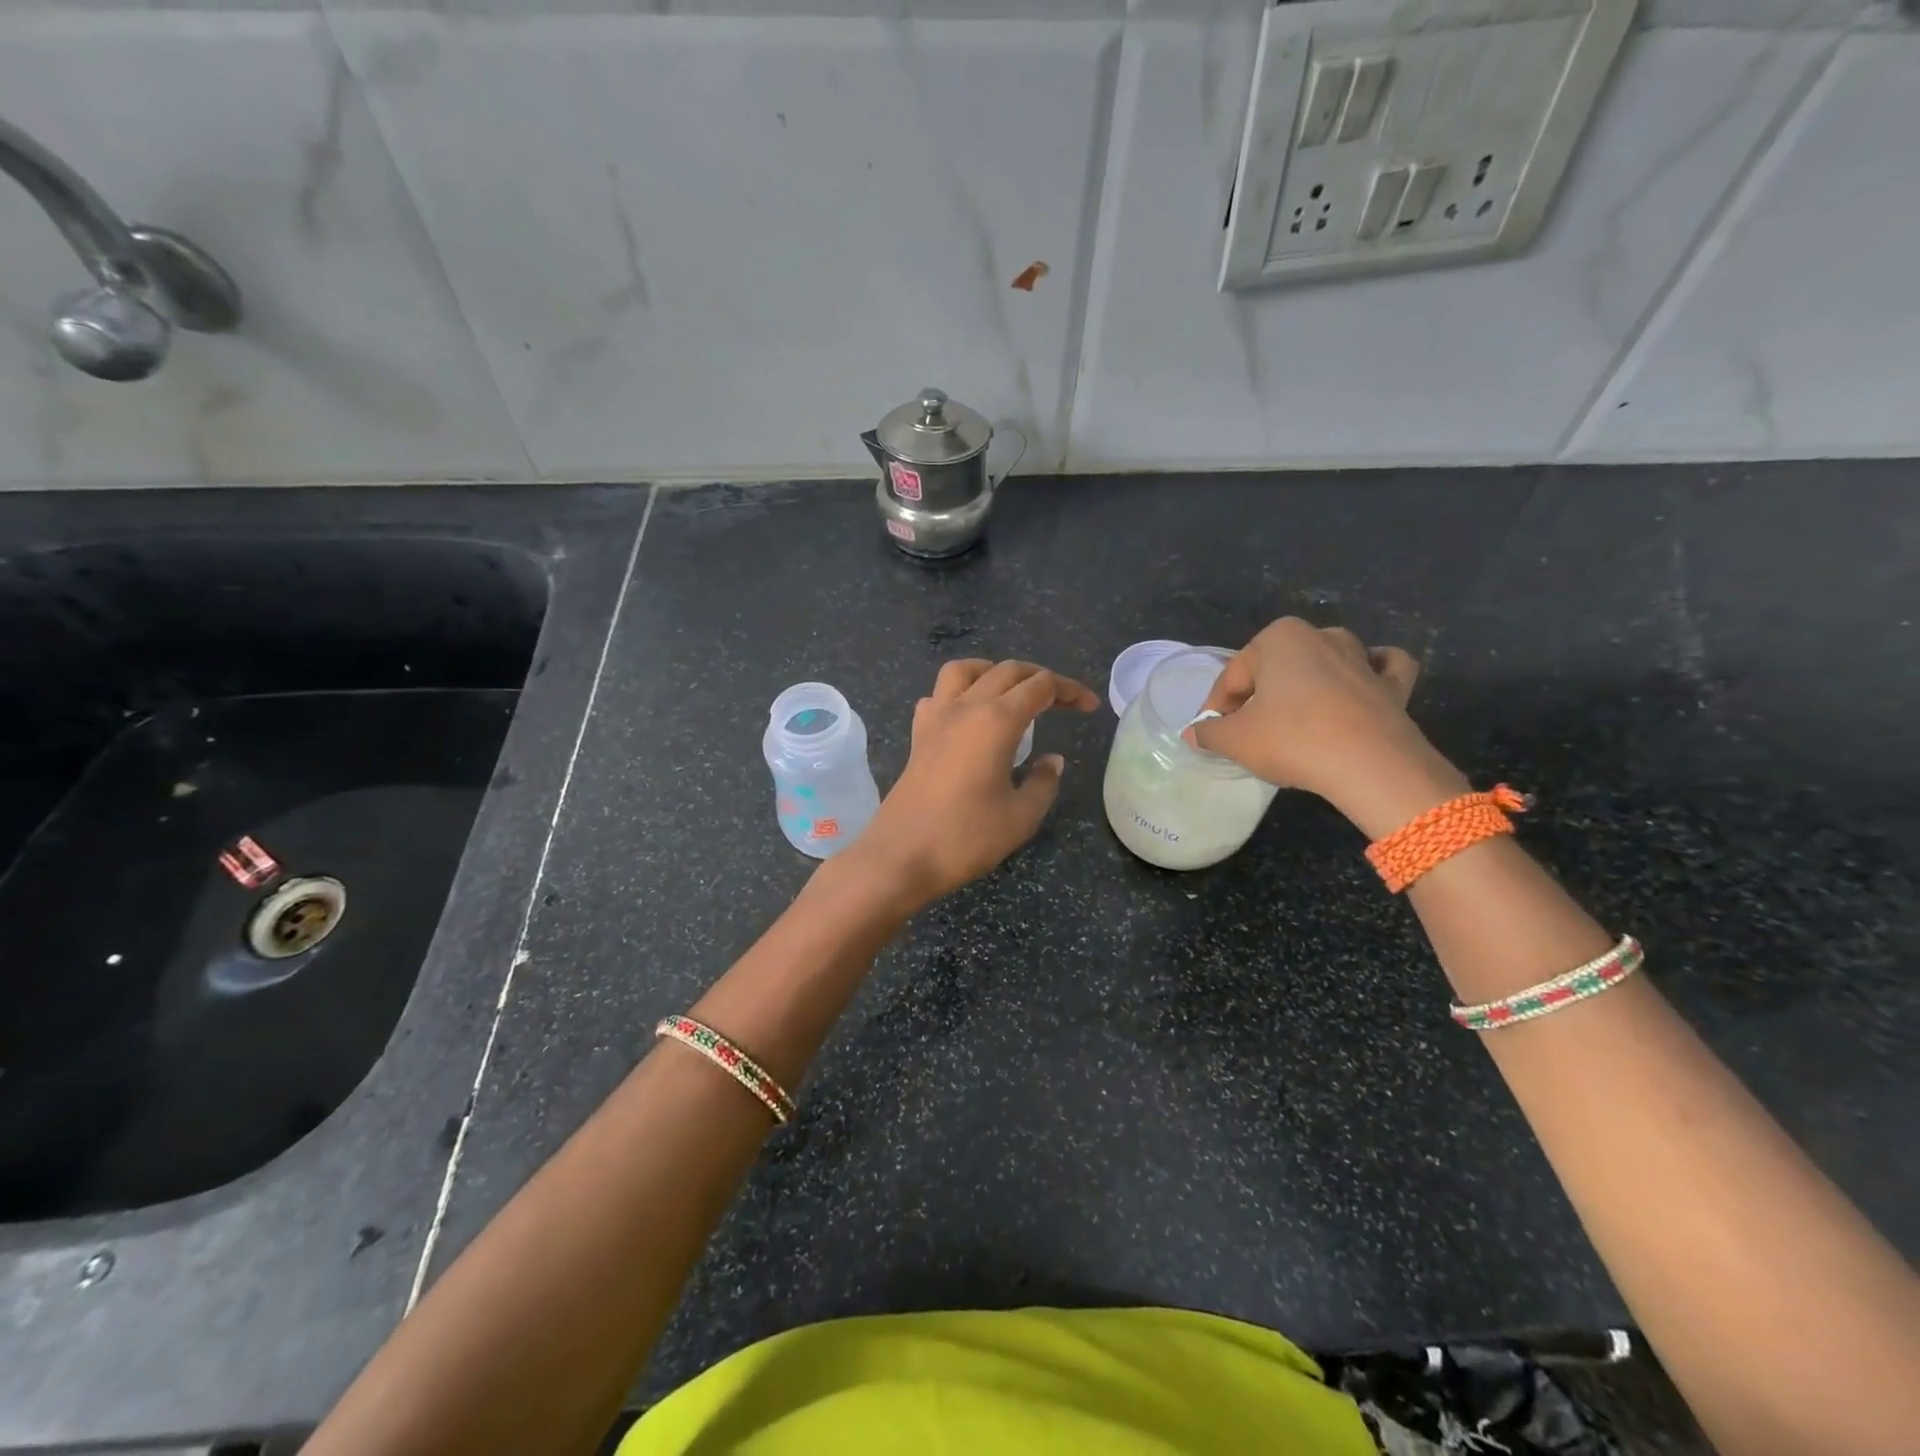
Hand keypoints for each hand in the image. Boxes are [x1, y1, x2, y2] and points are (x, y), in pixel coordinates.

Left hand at [853, 659, 1099, 907]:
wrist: (901, 856)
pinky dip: (958, 693)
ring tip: (1012, 691)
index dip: (1070, 690)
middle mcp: (965, 707)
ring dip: (994, 671)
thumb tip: (1052, 760)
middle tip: (1063, 701)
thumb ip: (1043, 782)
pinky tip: (968, 716)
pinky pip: (938, 695)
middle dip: (1040, 677)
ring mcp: (936, 718)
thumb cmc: (966, 838)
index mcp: (996, 721)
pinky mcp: (917, 736)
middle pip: (1007, 670)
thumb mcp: (1021, 816)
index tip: (1089, 707)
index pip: (1041, 686)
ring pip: (965, 670)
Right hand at [1185, 618, 1466, 835]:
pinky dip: (1370, 675)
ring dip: (1309, 682)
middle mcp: (1321, 636)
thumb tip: (1193, 733)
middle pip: (1277, 668)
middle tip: (1248, 732)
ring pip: (1325, 663)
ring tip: (1294, 718)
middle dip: (1260, 695)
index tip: (1212, 734)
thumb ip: (1209, 733)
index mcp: (1278, 638)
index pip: (1233, 676)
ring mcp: (1362, 658)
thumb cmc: (1292, 740)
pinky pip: (1380, 670)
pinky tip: (1358, 689)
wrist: (1371, 766)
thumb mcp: (1234, 740)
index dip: (1217, 707)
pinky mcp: (1394, 685)